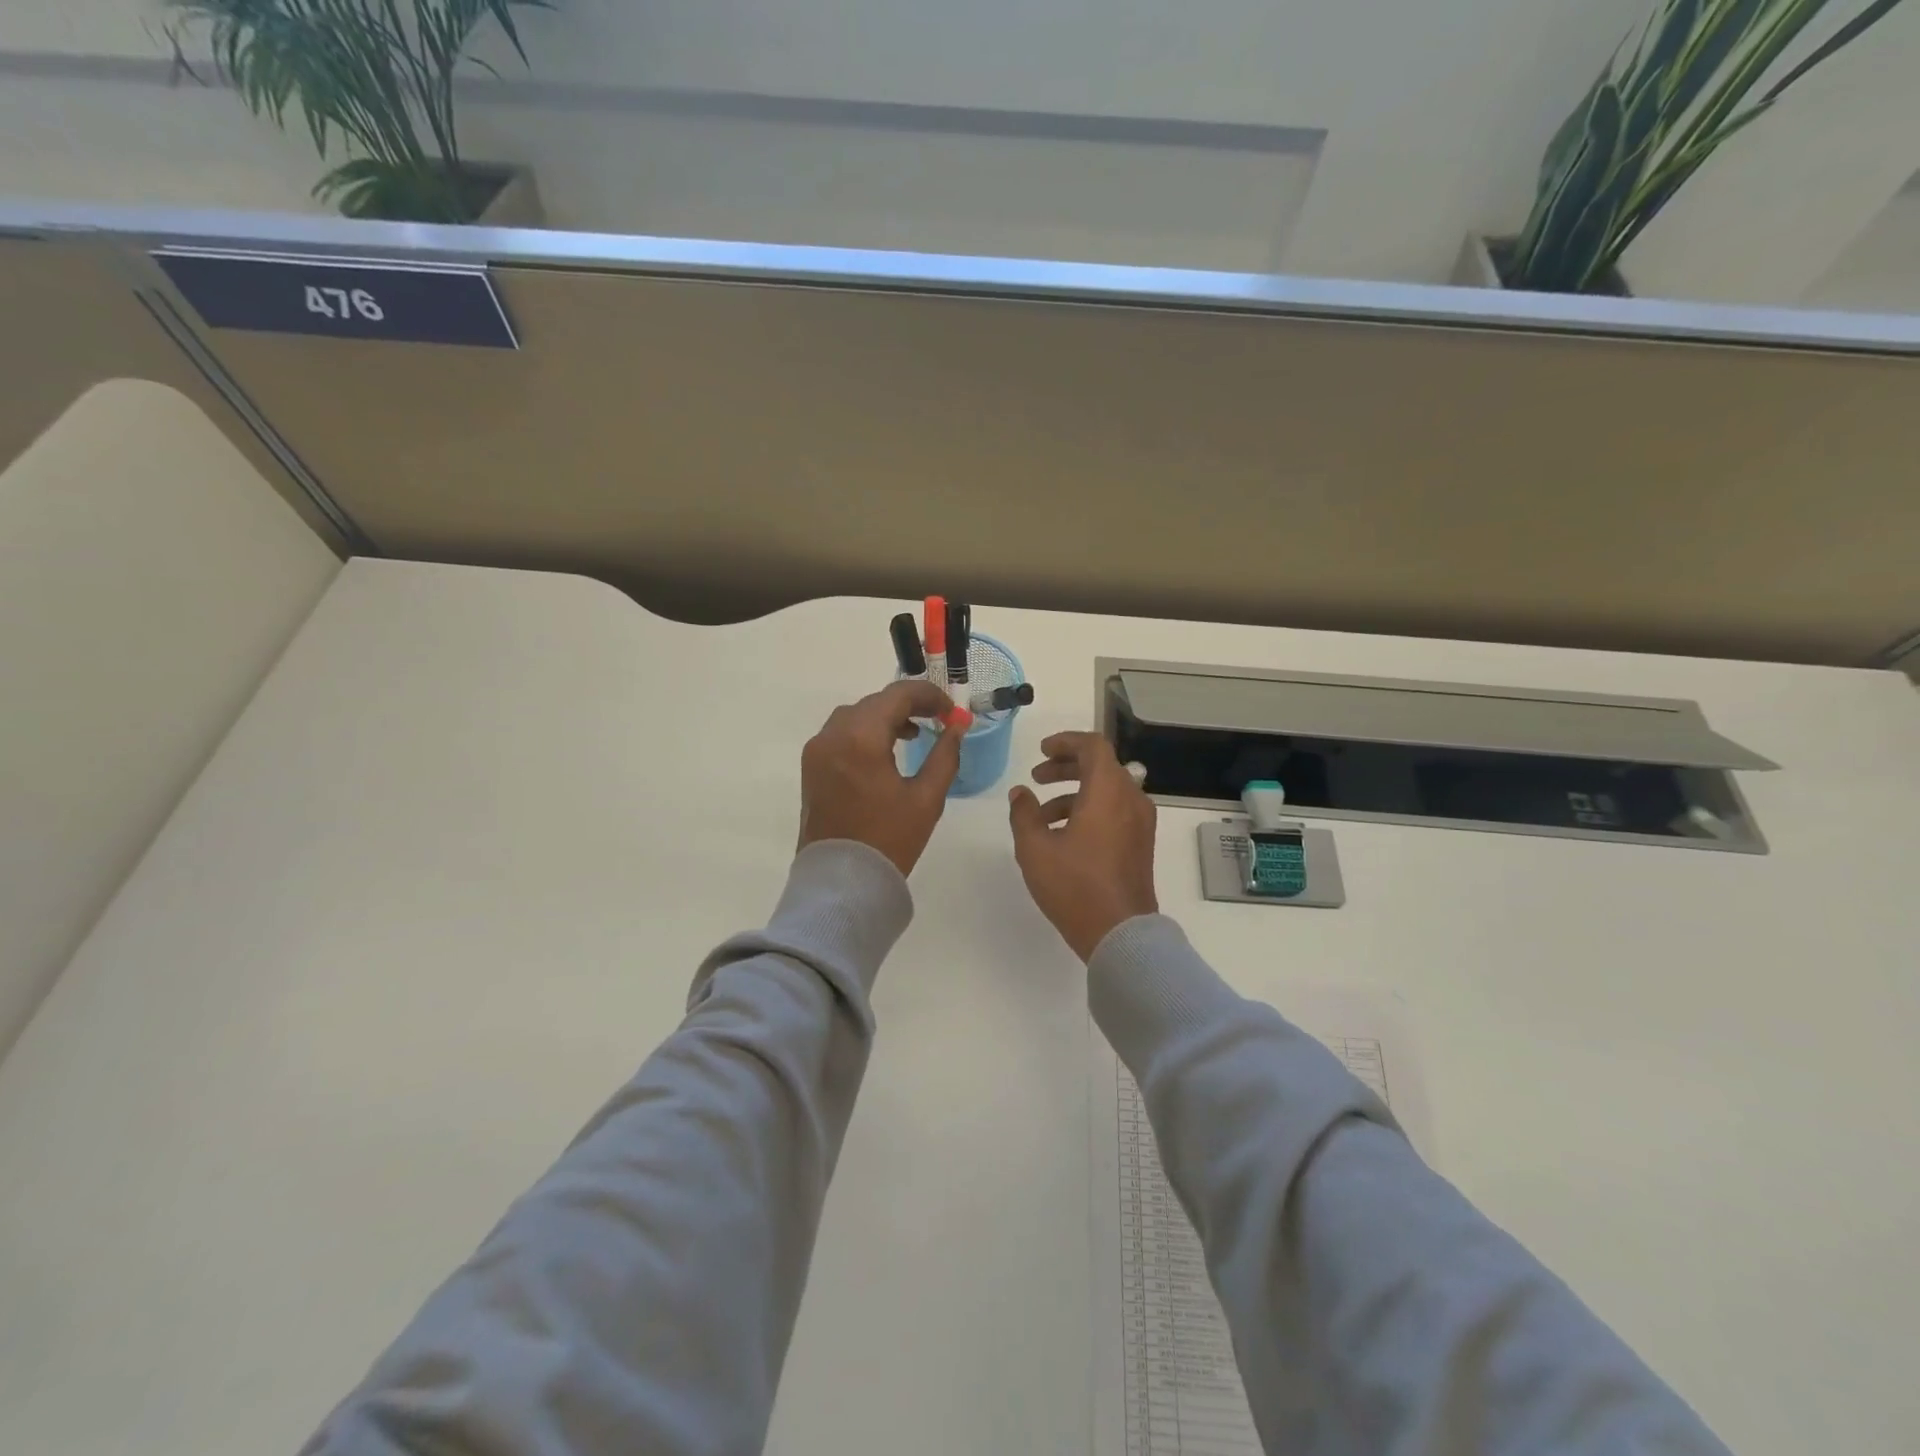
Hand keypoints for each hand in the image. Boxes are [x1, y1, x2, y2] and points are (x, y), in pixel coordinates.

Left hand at [798, 680, 963, 875]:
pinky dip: (864, 732)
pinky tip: (884, 751)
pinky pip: (840, 734)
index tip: (951, 710)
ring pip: (855, 716)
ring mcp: (817, 751)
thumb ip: (945, 755)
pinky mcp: (811, 767)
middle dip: (907, 705)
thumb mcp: (927, 798)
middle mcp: (832, 735)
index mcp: (861, 739)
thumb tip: (957, 727)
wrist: (842, 883)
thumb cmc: (889, 840)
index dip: (929, 696)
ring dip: (884, 717)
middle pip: (874, 702)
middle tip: (937, 720)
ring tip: (913, 734)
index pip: (897, 695)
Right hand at [1007, 732, 1158, 960]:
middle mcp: (1131, 799)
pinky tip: (1062, 837)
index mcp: (1108, 791)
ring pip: (1107, 791)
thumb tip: (1020, 793)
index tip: (1041, 751)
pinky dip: (1089, 810)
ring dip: (1073, 793)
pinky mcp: (1141, 844)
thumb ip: (1024, 813)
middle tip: (1037, 777)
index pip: (1093, 746)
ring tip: (1040, 817)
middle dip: (1066, 767)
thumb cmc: (1075, 885)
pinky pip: (1115, 811)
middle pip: (1101, 766)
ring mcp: (1140, 823)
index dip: (1065, 742)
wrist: (1120, 933)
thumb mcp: (1035, 848)